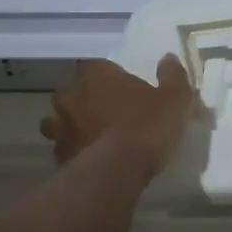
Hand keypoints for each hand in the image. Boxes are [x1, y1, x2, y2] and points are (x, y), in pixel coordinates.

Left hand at [40, 57, 193, 173]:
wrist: (115, 172)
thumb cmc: (145, 127)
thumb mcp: (174, 100)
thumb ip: (172, 76)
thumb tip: (169, 59)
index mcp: (97, 75)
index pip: (101, 68)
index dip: (114, 79)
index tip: (128, 91)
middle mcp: (71, 95)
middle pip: (76, 93)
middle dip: (88, 101)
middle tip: (109, 114)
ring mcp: (59, 127)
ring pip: (62, 121)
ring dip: (74, 127)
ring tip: (94, 139)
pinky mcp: (57, 156)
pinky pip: (65, 149)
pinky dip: (74, 152)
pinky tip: (90, 161)